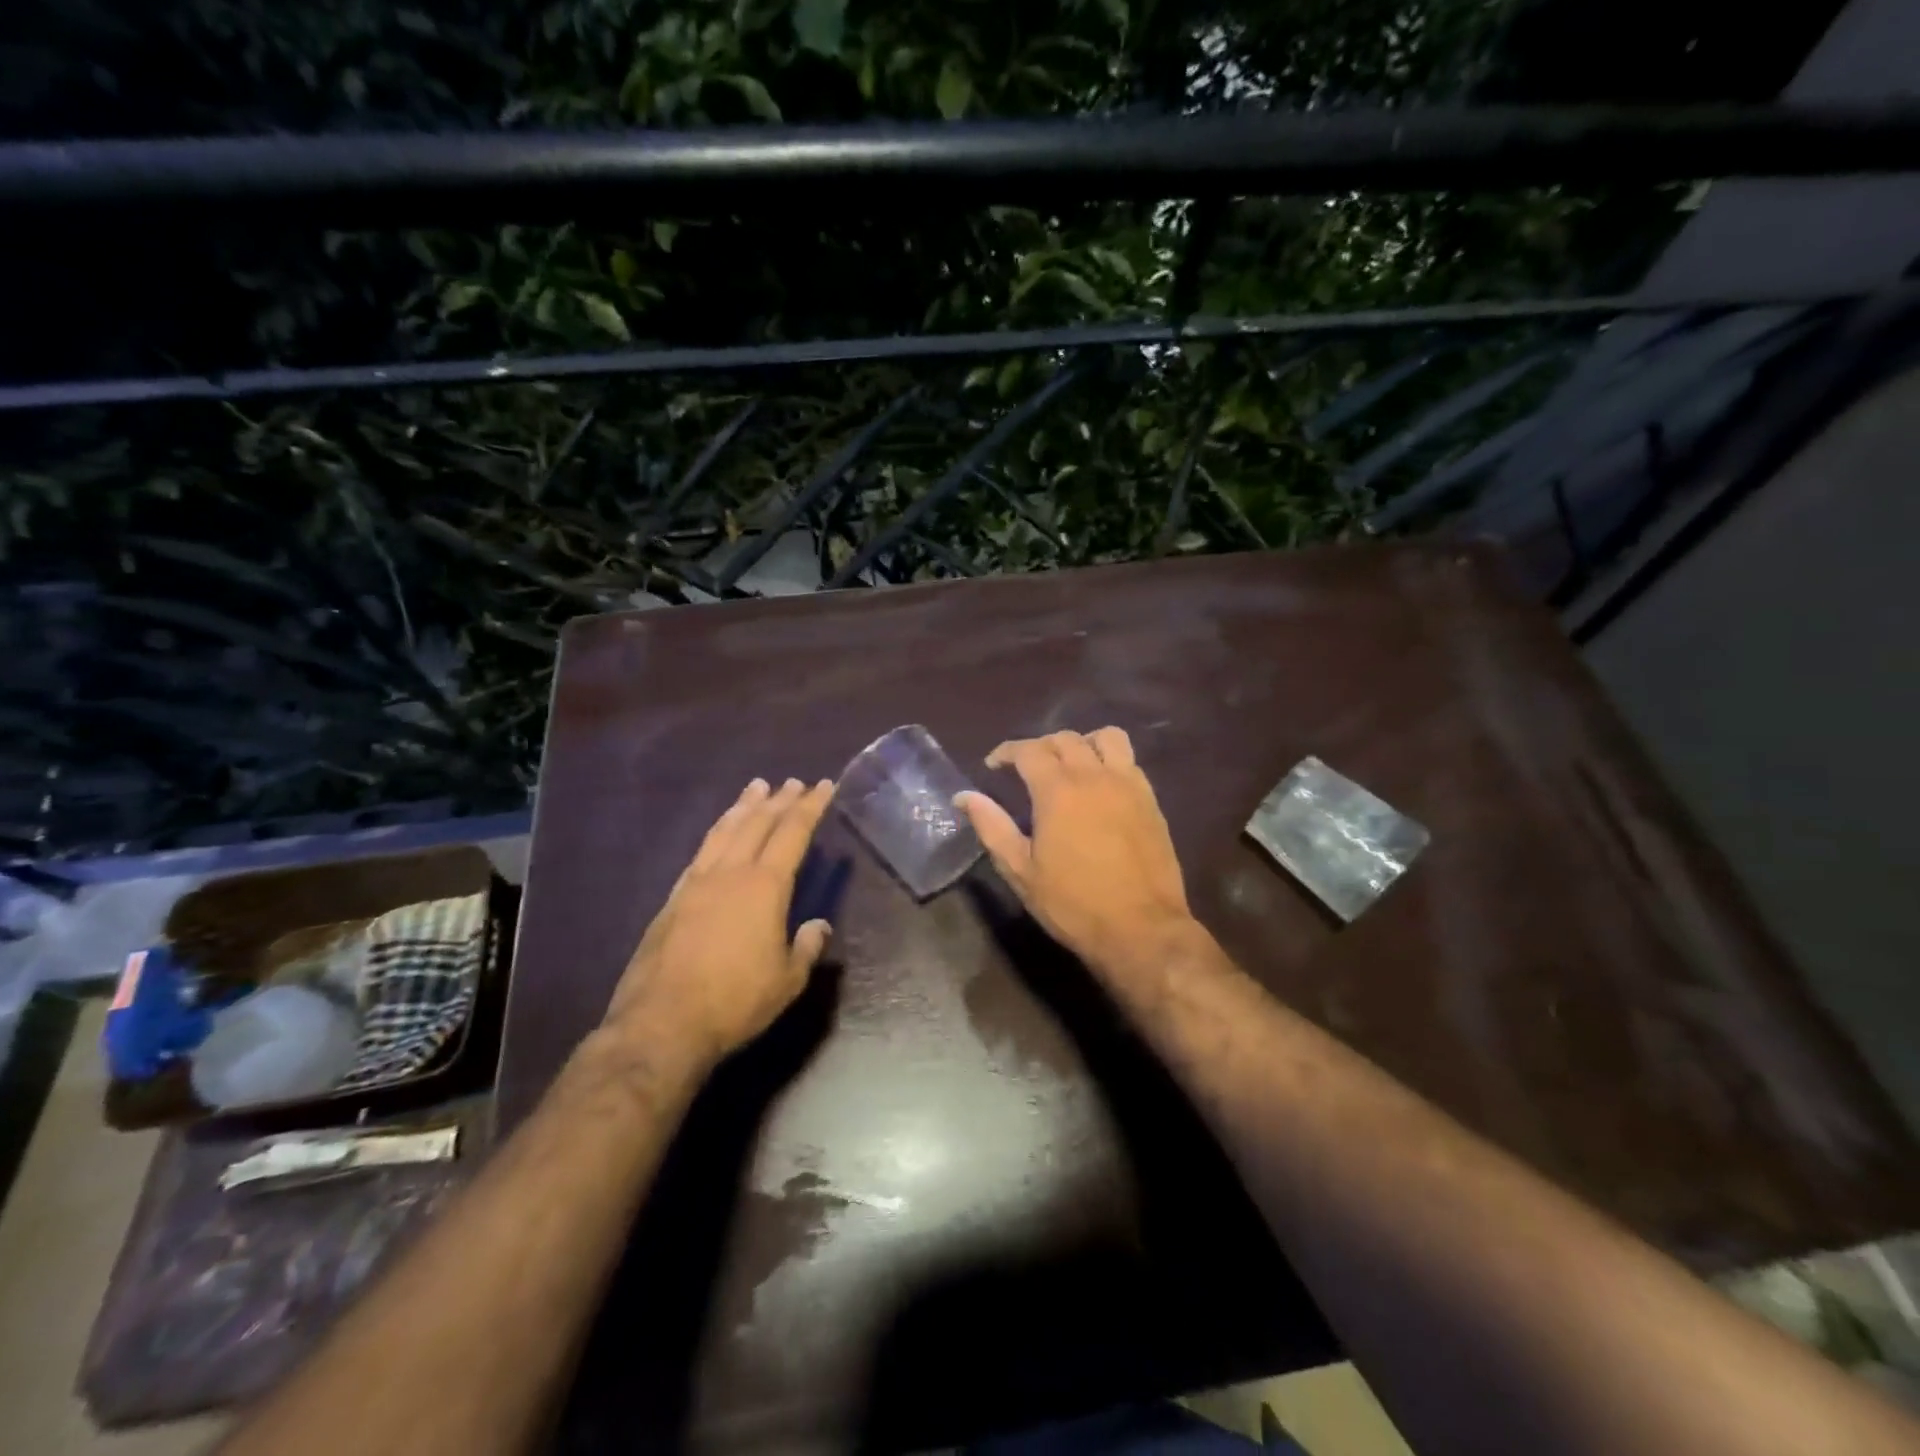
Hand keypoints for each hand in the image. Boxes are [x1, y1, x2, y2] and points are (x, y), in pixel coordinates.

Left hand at [603, 777, 835, 1067]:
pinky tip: (719, 833)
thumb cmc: (735, 1002)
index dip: (810, 807)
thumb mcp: (787, 981)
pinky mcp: (673, 899)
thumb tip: (818, 926)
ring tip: (756, 788)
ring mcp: (696, 883)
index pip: (792, 833)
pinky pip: (701, 852)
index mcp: (765, 887)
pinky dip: (717, 833)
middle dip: (779, 800)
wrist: (662, 1023)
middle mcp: (730, 873)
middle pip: (757, 824)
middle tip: (794, 782)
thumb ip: (806, 948)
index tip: (823, 786)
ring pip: (724, 831)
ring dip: (744, 806)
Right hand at [956, 728, 1197, 975]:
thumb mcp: (1021, 871)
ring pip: (1106, 737)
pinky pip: (1130, 761)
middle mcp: (1094, 776)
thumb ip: (992, 827)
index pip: (1028, 750)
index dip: (1007, 752)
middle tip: (1027, 769)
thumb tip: (965, 796)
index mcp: (1058, 790)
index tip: (994, 765)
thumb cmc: (1073, 904)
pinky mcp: (1150, 800)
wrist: (1141, 929)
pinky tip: (1101, 786)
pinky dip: (1110, 760)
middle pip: (1065, 739)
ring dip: (1082, 743)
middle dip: (1040, 746)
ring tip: (1070, 765)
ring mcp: (1128, 784)